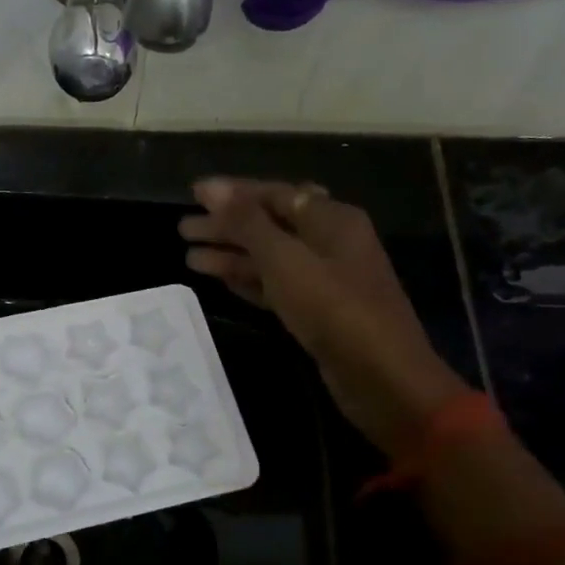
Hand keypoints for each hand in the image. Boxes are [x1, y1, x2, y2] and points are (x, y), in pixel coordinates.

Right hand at [180, 177, 467, 453]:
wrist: (381, 376)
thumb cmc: (334, 308)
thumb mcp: (285, 260)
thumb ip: (247, 223)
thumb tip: (210, 188)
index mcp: (331, 219)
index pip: (274, 194)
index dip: (232, 193)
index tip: (192, 194)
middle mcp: (329, 242)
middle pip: (269, 225)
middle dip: (226, 226)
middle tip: (182, 230)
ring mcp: (323, 279)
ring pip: (269, 258)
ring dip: (231, 255)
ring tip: (188, 258)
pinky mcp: (316, 311)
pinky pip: (274, 286)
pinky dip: (247, 281)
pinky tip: (218, 281)